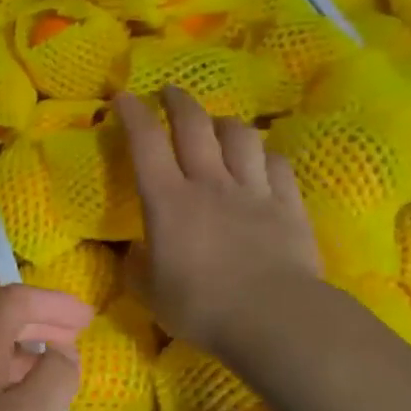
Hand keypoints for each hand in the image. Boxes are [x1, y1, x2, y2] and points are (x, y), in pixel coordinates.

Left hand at [0, 284, 90, 410]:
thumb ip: (56, 376)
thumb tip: (61, 351)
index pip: (14, 299)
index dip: (53, 303)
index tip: (87, 319)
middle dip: (39, 322)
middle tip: (75, 336)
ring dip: (21, 351)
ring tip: (52, 371)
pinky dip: (2, 375)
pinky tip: (15, 407)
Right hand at [114, 88, 322, 361]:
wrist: (272, 317)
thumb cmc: (200, 307)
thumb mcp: (150, 293)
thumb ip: (137, 268)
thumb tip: (134, 252)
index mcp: (168, 201)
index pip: (145, 143)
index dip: (132, 114)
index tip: (123, 97)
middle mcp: (209, 183)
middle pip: (195, 125)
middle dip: (179, 101)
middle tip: (170, 93)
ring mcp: (252, 190)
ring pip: (240, 136)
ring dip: (224, 123)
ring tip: (217, 125)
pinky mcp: (287, 204)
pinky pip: (276, 164)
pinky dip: (264, 155)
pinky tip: (261, 159)